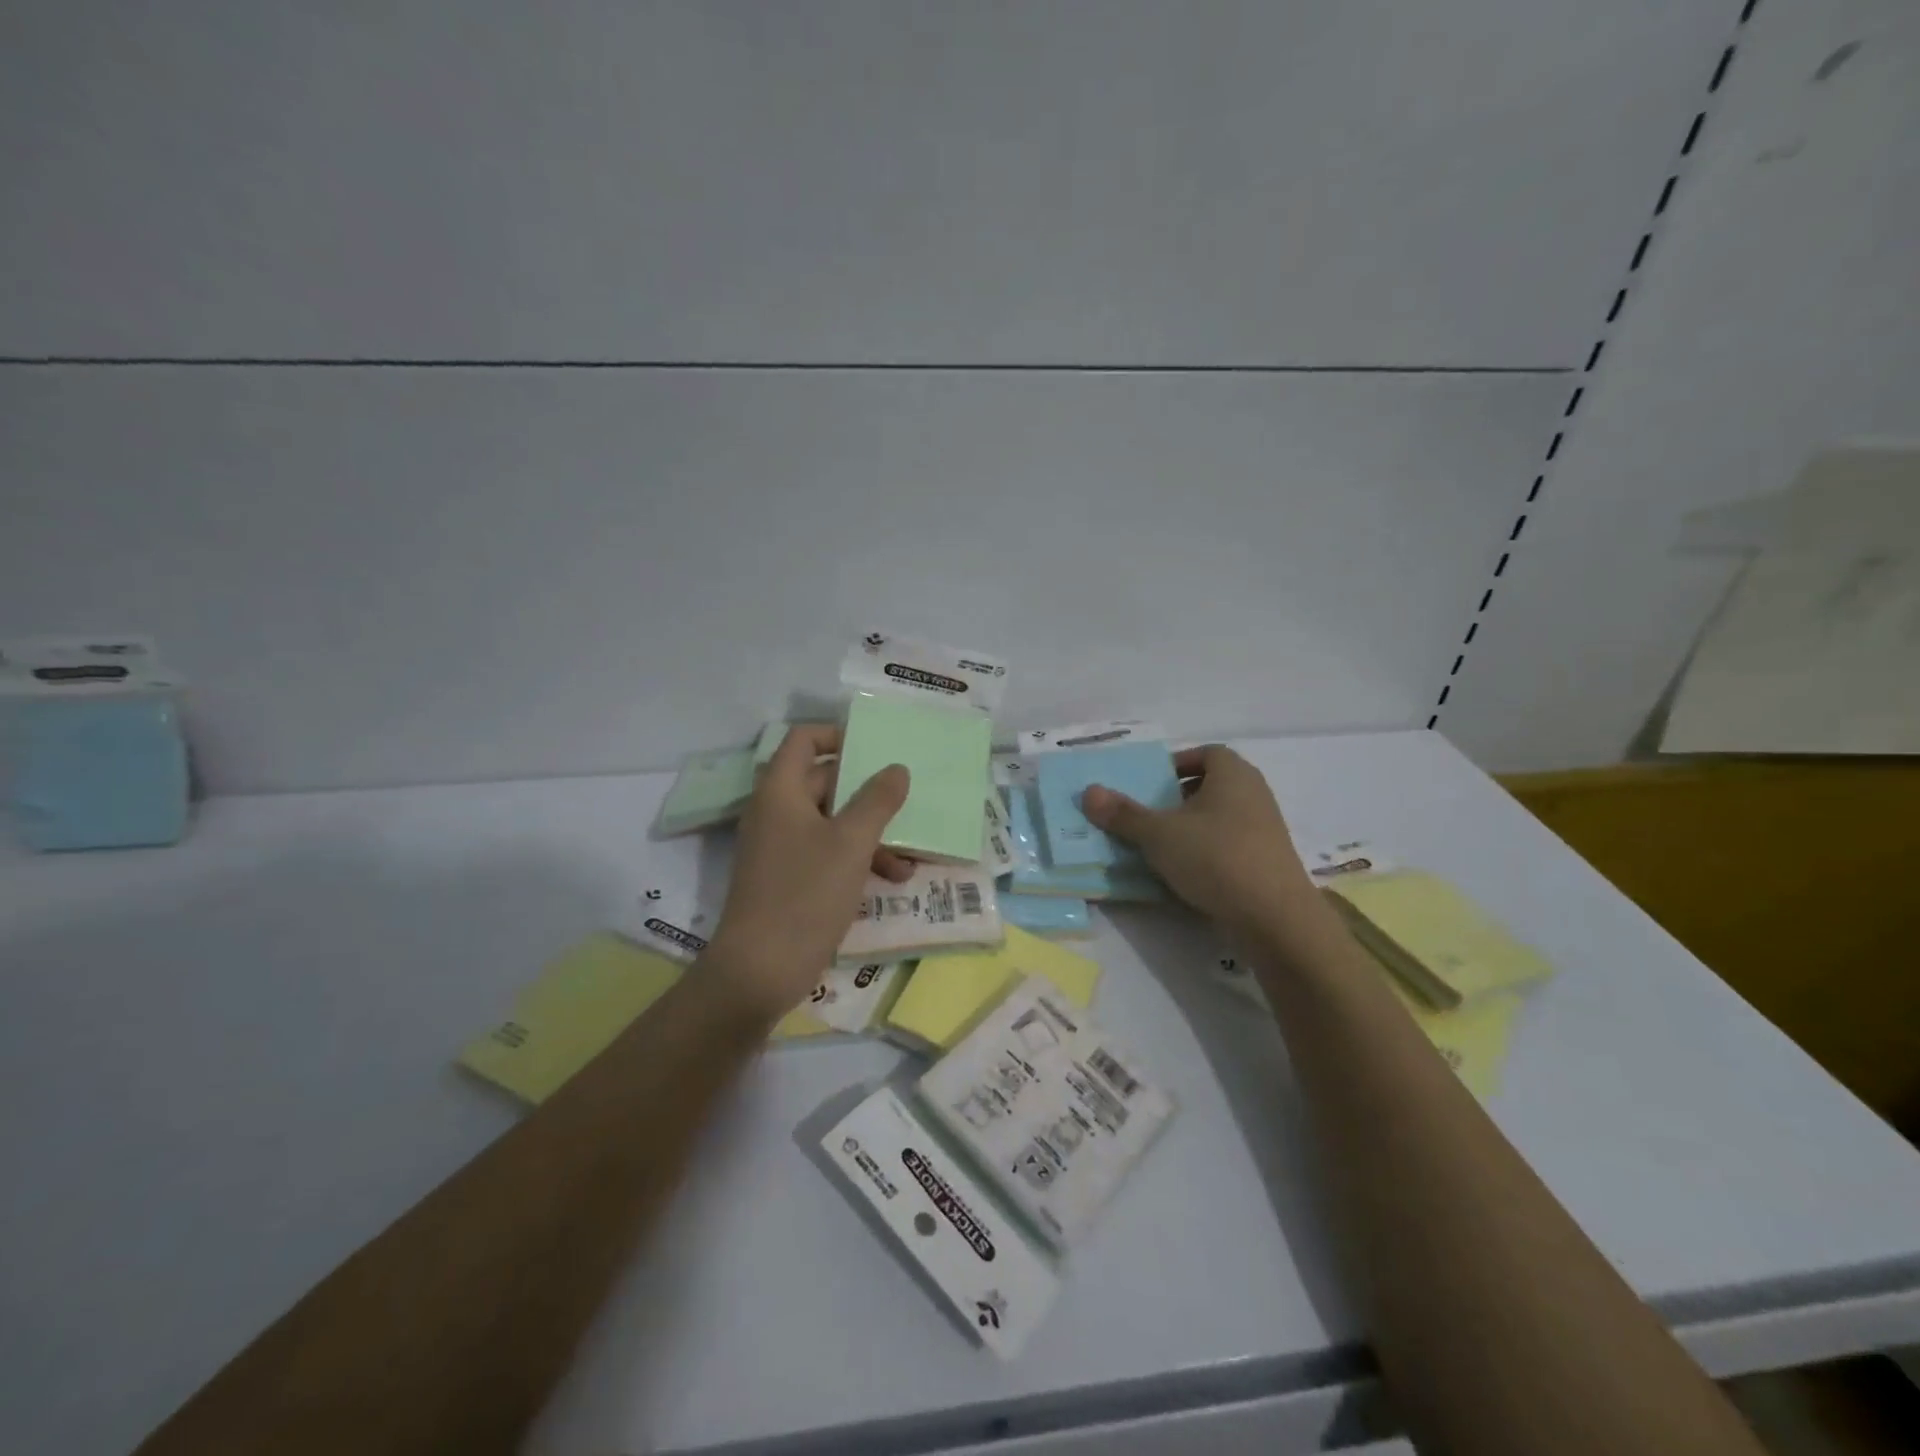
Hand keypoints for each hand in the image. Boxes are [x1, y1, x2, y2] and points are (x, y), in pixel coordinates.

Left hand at [704, 724, 911, 1021]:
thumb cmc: (806, 894)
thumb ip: (877, 800)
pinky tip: (891, 880)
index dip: (838, 736)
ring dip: (871, 834)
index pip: (804, 739)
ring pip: (832, 822)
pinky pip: (827, 852)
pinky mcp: (789, 877)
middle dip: (870, 795)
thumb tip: (896, 768)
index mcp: (781, 790)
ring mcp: (781, 846)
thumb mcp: (852, 843)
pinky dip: (857, 859)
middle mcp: (776, 810)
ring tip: (908, 859)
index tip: (876, 749)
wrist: (760, 970)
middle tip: (907, 804)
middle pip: (825, 781)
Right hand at [1083, 745, 1317, 933]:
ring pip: (1221, 817)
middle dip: (1179, 797)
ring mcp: (1266, 828)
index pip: (1205, 753)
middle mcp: (1254, 793)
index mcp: (1233, 773)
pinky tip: (1187, 873)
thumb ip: (1123, 814)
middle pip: (1212, 785)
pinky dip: (1208, 851)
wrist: (1275, 917)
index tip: (1151, 784)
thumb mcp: (1159, 834)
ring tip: (1161, 846)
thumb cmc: (1215, 857)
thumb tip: (1088, 792)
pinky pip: (1231, 844)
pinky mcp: (1268, 861)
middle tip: (1149, 814)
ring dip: (1192, 827)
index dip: (1177, 763)